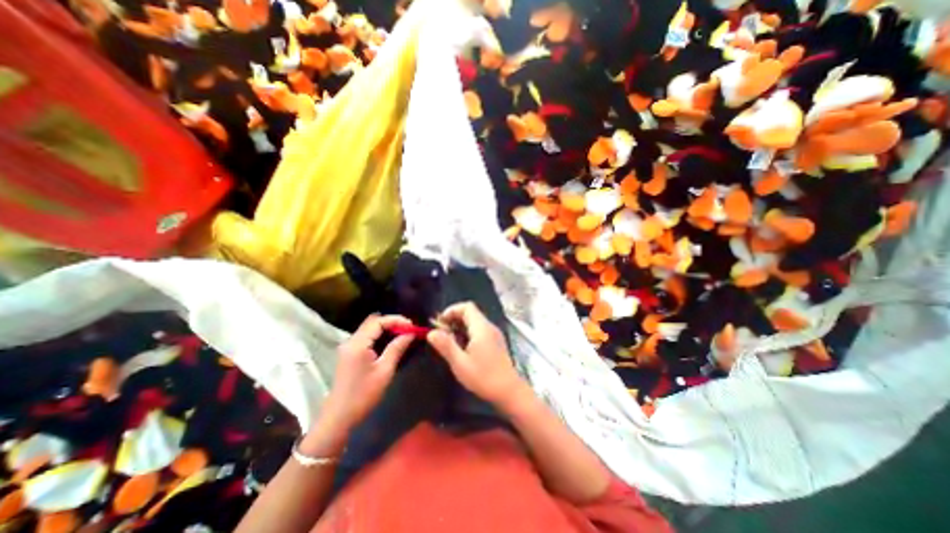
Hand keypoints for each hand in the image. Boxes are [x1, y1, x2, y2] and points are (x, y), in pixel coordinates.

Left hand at [321, 317, 413, 432]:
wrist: (339, 418)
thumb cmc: (363, 395)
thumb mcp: (385, 371)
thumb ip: (397, 348)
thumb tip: (410, 333)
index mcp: (357, 344)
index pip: (378, 321)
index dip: (396, 320)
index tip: (412, 326)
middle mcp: (350, 341)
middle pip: (373, 322)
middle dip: (392, 322)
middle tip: (409, 329)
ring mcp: (348, 347)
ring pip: (370, 328)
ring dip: (387, 328)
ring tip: (404, 334)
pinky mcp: (349, 354)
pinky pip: (367, 337)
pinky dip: (380, 335)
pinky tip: (391, 342)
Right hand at [428, 305, 521, 406]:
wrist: (509, 391)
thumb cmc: (484, 377)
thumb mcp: (460, 363)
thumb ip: (446, 345)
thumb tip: (432, 332)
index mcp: (481, 328)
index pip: (467, 307)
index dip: (452, 310)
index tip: (440, 324)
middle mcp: (489, 327)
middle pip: (471, 313)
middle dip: (454, 319)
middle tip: (442, 334)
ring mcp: (495, 334)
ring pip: (475, 322)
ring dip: (461, 328)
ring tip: (450, 342)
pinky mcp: (496, 342)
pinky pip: (480, 331)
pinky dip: (468, 334)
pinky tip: (463, 349)